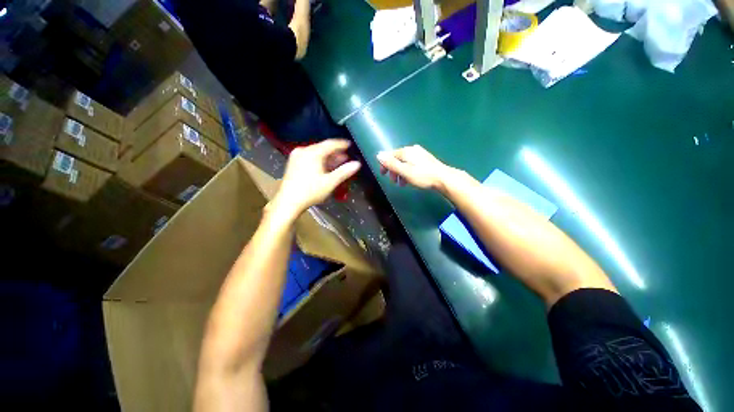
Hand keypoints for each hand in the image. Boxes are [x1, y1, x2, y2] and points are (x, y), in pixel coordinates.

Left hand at [270, 139, 360, 217]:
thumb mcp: (330, 182)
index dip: (341, 144)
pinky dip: (319, 161)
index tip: (350, 145)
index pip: (330, 144)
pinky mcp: (293, 163)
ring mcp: (297, 156)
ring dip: (328, 158)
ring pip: (316, 153)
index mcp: (312, 153)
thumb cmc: (310, 192)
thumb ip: (344, 172)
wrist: (288, 202)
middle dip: (335, 153)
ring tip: (338, 163)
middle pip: (323, 148)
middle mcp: (303, 151)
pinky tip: (325, 168)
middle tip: (346, 158)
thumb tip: (357, 164)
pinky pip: (310, 157)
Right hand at [377, 145, 455, 191]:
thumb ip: (391, 163)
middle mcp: (412, 149)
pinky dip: (407, 171)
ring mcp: (420, 153)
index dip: (384, 165)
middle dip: (393, 170)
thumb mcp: (404, 171)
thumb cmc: (422, 176)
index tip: (383, 175)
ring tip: (402, 184)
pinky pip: (411, 164)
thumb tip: (378, 155)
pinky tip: (410, 179)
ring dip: (400, 173)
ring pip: (404, 162)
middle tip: (393, 182)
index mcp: (406, 151)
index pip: (389, 155)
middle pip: (397, 158)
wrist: (443, 178)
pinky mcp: (425, 159)